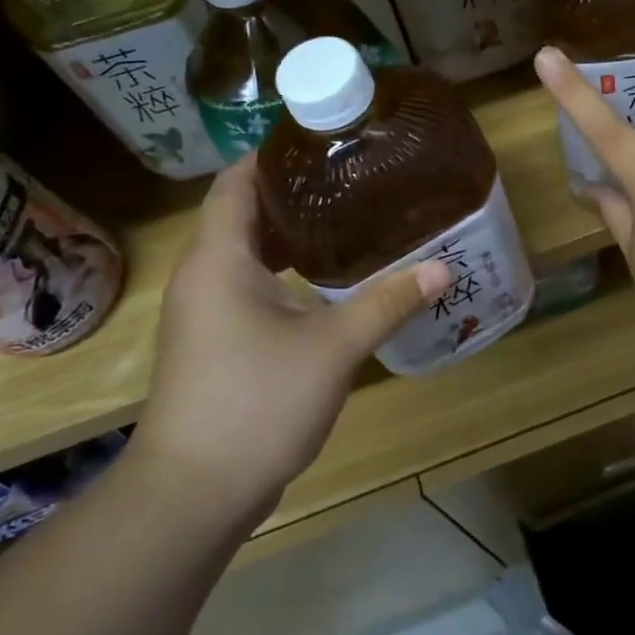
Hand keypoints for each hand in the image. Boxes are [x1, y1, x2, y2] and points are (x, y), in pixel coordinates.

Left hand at [132, 157, 450, 513]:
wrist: (193, 494)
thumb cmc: (256, 403)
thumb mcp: (332, 348)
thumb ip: (387, 302)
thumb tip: (442, 268)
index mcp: (219, 260)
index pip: (235, 183)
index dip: (271, 155)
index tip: (322, 141)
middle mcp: (202, 277)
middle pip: (240, 213)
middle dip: (290, 192)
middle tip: (349, 178)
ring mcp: (203, 313)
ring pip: (244, 253)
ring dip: (287, 234)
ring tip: (345, 218)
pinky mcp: (213, 342)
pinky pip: (246, 285)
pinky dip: (281, 270)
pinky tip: (325, 281)